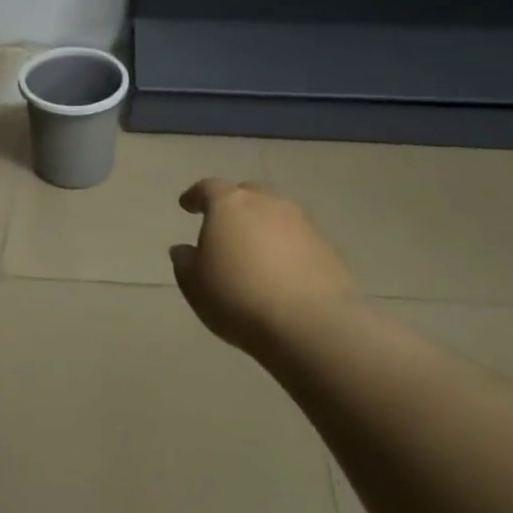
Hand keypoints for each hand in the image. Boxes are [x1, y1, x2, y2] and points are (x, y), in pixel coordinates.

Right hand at [169, 179, 358, 354]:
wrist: (310, 323)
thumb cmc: (238, 298)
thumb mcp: (195, 285)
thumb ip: (185, 262)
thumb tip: (184, 249)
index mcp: (229, 205)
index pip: (208, 188)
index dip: (195, 196)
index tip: (187, 206)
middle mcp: (267, 203)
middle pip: (247, 193)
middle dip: (234, 206)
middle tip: (225, 226)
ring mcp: (302, 223)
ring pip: (277, 214)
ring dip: (264, 226)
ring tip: (255, 251)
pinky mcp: (328, 247)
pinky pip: (299, 239)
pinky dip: (287, 247)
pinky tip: (283, 271)